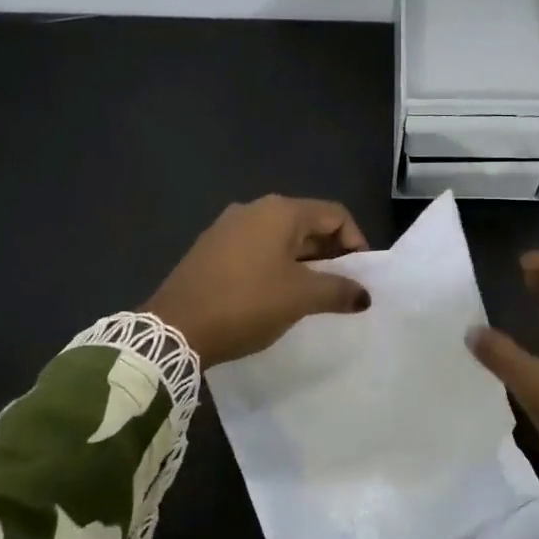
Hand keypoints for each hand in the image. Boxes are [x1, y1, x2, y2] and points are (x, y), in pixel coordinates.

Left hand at [144, 196, 371, 366]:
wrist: (174, 328)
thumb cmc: (246, 304)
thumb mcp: (300, 298)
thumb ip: (339, 291)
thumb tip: (364, 295)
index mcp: (280, 212)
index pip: (334, 214)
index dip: (356, 241)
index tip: (360, 275)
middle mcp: (254, 209)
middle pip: (308, 223)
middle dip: (330, 253)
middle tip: (341, 287)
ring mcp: (228, 227)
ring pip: (281, 237)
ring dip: (304, 261)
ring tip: (312, 294)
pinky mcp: (211, 248)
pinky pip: (256, 249)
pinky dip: (276, 265)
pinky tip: (276, 294)